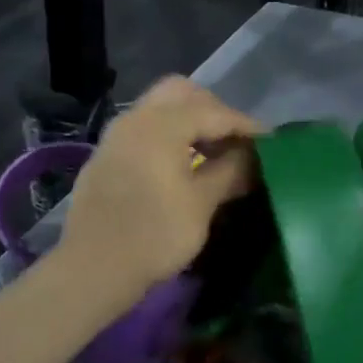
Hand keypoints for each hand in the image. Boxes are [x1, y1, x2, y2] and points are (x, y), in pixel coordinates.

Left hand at [55, 76, 263, 319]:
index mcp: (161, 124)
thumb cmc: (154, 235)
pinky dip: (168, 135)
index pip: (214, 111)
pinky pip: (144, 129)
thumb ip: (230, 171)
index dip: (245, 125)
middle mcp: (136, 118)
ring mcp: (116, 135)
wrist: (92, 269)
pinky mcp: (106, 156)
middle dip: (213, 110)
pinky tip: (182, 165)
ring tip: (214, 153)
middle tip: (235, 139)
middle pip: (181, 93)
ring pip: (160, 109)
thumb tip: (253, 156)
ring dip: (189, 121)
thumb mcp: (202, 204)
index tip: (270, 140)